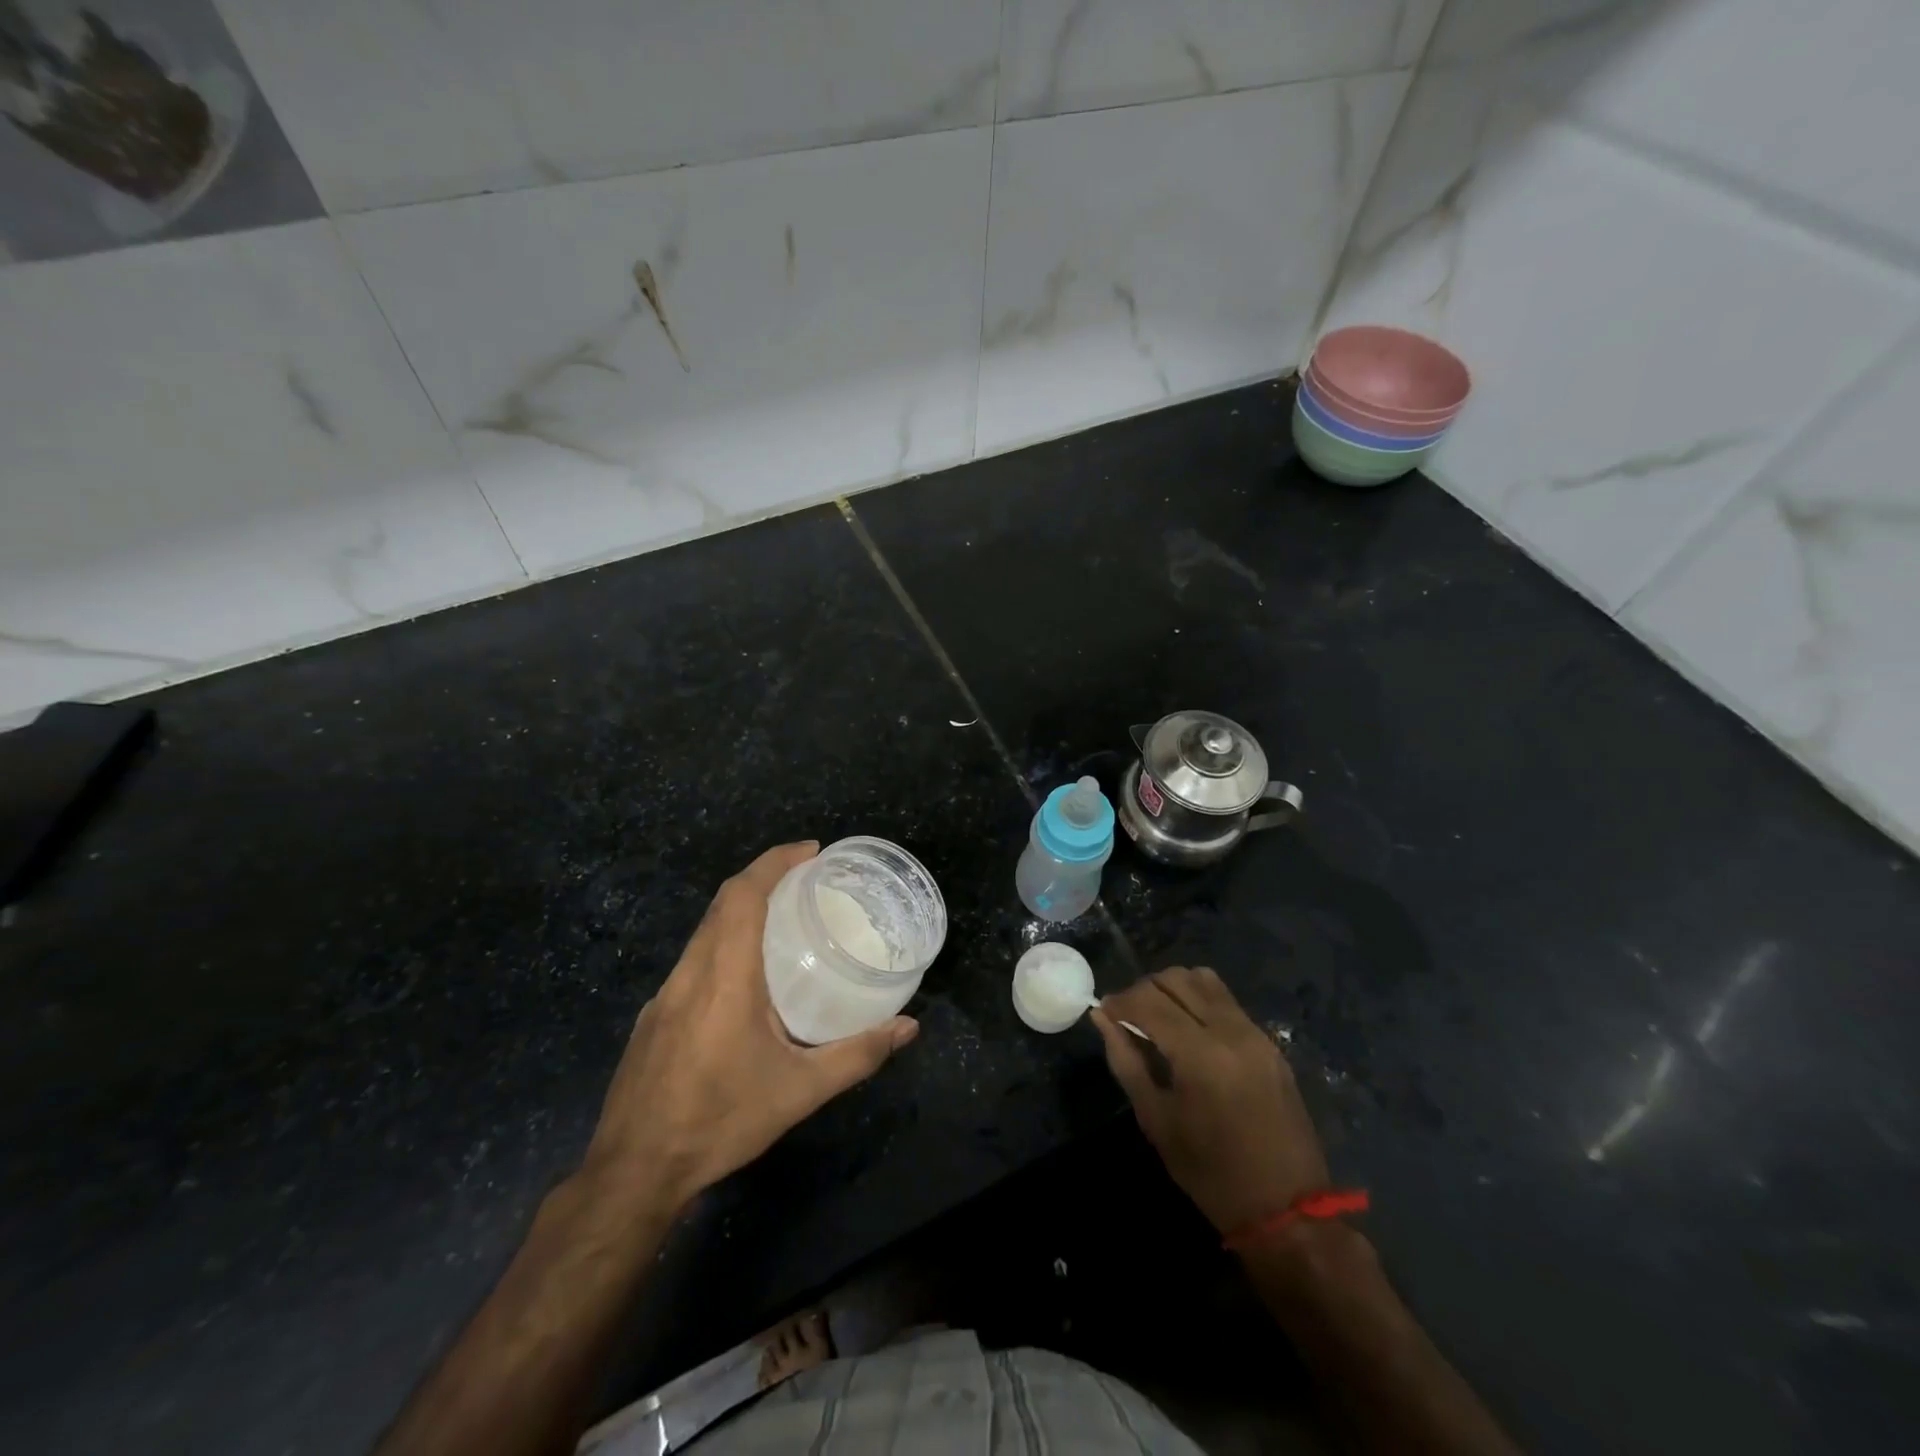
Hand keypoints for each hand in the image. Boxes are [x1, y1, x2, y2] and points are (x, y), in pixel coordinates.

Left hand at [580, 842, 917, 1214]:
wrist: (633, 1172)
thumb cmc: (720, 1121)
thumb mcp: (800, 1091)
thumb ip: (857, 1054)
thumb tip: (908, 1026)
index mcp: (724, 976)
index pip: (743, 895)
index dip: (774, 862)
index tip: (810, 850)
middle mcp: (690, 973)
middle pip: (722, 904)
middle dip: (764, 878)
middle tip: (807, 879)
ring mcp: (664, 994)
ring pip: (704, 931)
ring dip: (741, 910)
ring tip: (784, 920)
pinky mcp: (653, 1017)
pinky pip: (693, 960)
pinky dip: (723, 943)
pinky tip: (746, 979)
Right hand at [1092, 966, 1327, 1236]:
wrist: (1286, 1208)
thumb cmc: (1210, 1172)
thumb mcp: (1156, 1119)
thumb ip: (1126, 1061)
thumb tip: (1101, 1017)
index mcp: (1200, 1054)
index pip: (1148, 1001)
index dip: (1119, 1001)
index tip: (1103, 1012)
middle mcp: (1230, 1031)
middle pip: (1175, 980)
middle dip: (1143, 990)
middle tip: (1127, 1016)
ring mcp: (1255, 1033)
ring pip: (1203, 980)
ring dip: (1173, 988)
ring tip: (1158, 1016)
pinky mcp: (1269, 1042)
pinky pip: (1226, 1000)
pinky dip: (1199, 999)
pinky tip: (1188, 1028)